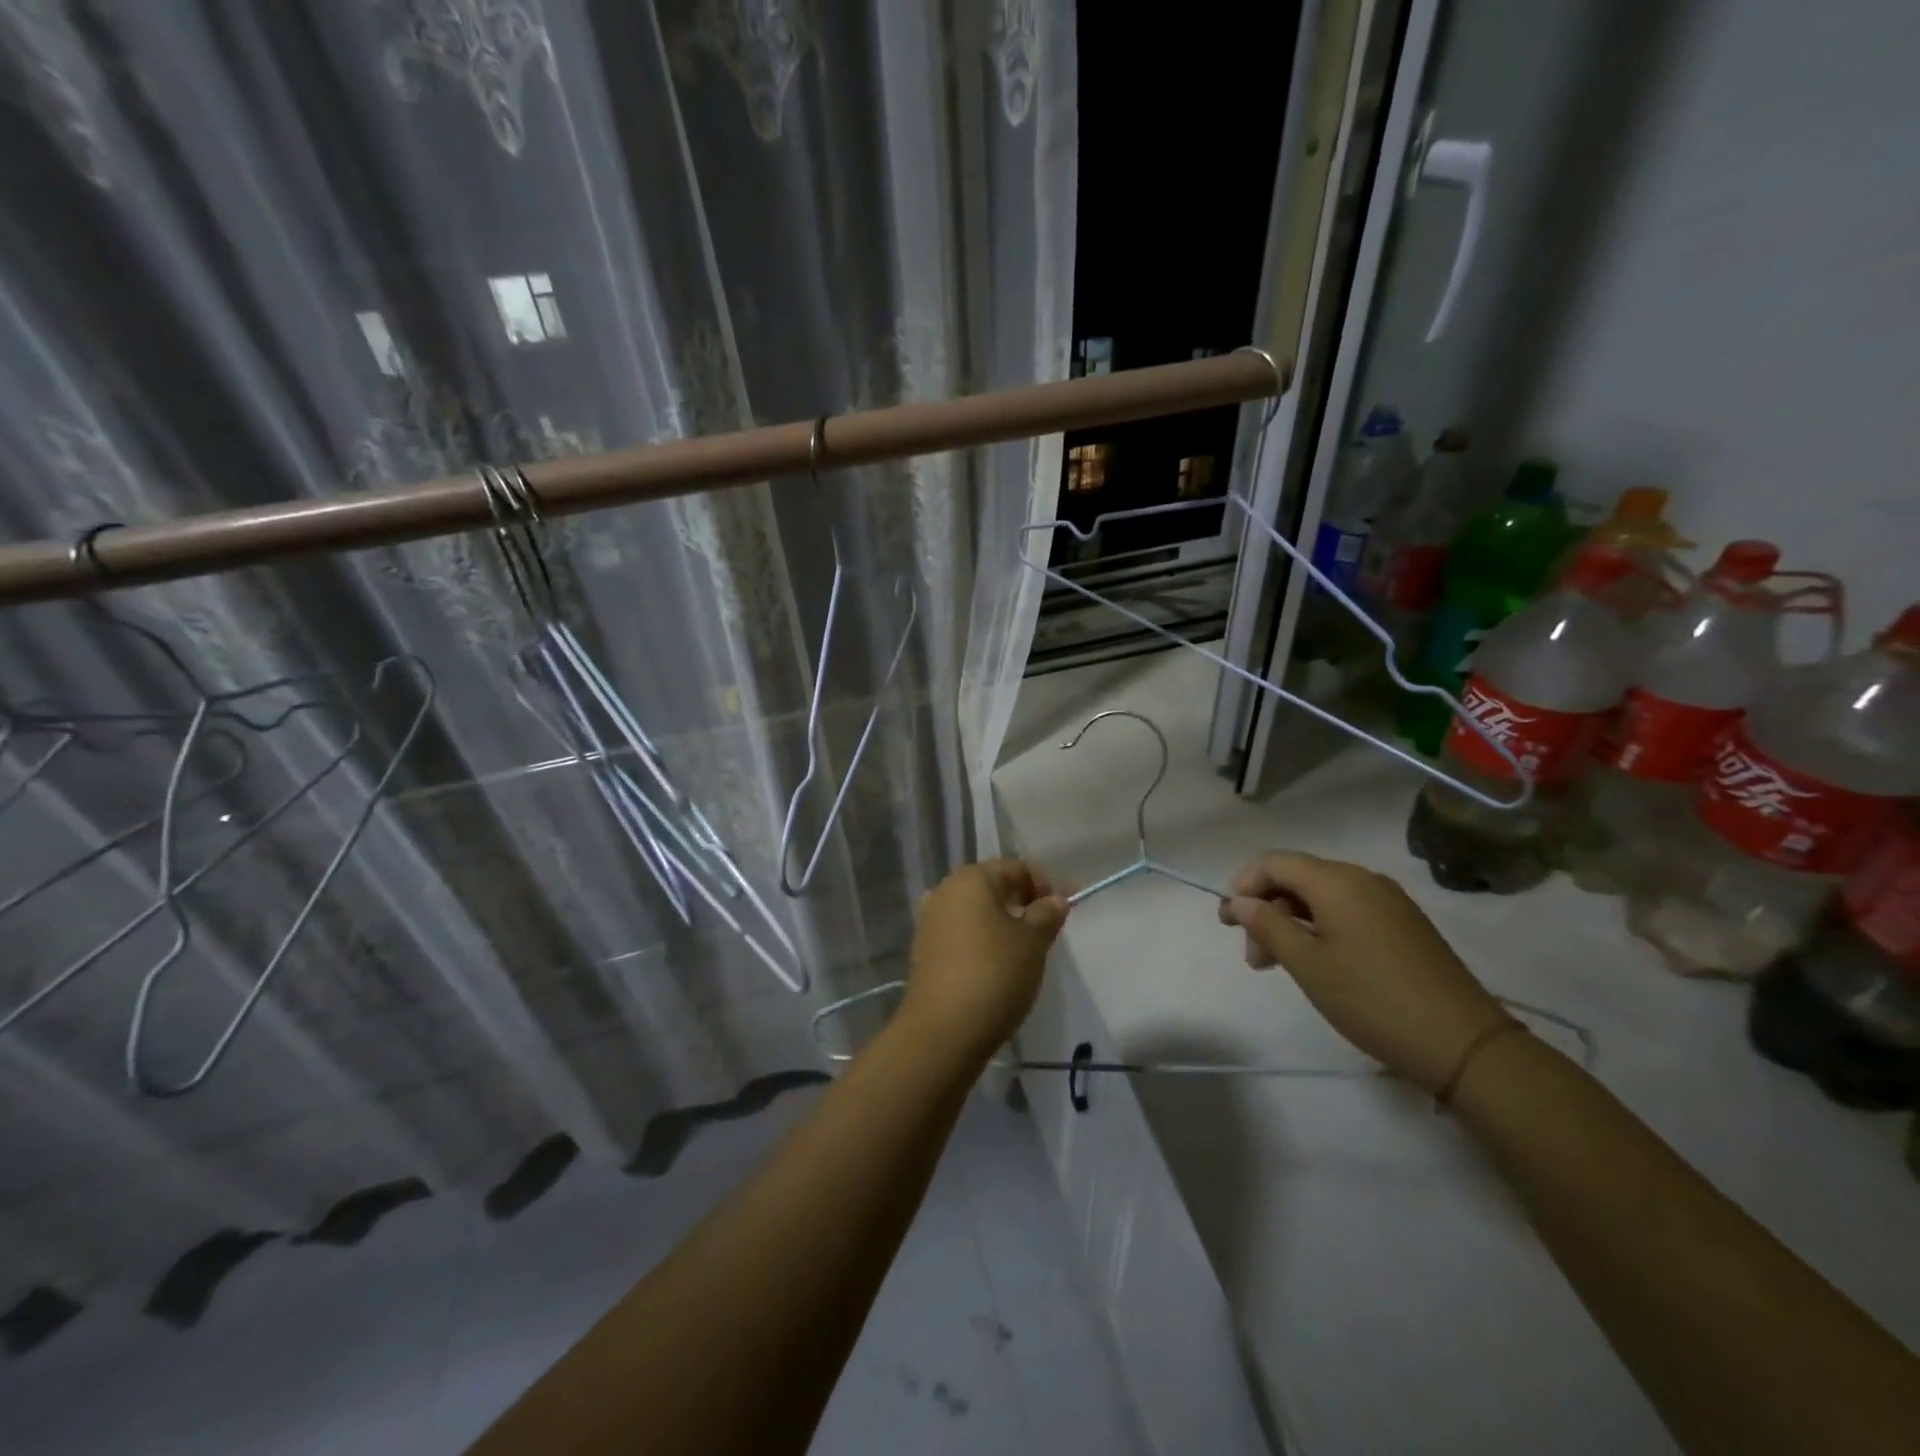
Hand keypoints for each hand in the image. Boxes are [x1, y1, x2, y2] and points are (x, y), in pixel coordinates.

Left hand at [900, 859, 1069, 1060]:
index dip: (1043, 884)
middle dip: (1021, 901)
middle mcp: (944, 892)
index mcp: (970, 879)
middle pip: (992, 887)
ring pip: (975, 911)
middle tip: (1047, 928)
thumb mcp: (1032, 942)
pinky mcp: (925, 951)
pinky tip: (997, 964)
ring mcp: (930, 922)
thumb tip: (1055, 899)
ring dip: (1001, 922)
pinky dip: (982, 940)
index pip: (1015, 868)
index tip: (1063, 910)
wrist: (943, 1031)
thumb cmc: (995, 974)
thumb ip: (1047, 914)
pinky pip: (961, 934)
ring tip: (1025, 948)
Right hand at [1217, 850, 1509, 1093]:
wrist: (1463, 1042)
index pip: (1273, 862)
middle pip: (1297, 878)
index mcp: (1336, 881)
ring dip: (1291, 923)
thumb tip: (1239, 901)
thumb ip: (1267, 925)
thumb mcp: (1307, 964)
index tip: (1228, 922)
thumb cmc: (1372, 999)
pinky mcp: (1403, 924)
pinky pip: (1348, 911)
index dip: (1243, 885)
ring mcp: (1388, 901)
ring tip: (1279, 966)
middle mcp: (1362, 879)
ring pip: (1321, 897)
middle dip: (1266, 910)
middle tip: (1255, 957)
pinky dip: (1321, 929)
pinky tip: (1318, 964)